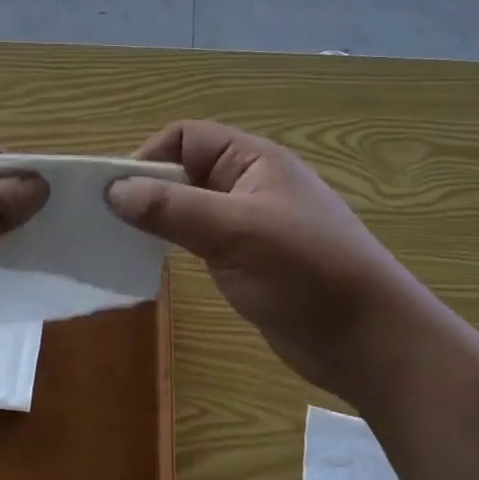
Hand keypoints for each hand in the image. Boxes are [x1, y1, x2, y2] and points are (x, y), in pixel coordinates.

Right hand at [105, 121, 418, 395]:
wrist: (369, 341)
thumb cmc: (305, 273)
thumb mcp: (234, 232)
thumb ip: (171, 208)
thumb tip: (112, 190)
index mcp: (253, 160)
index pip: (185, 138)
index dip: (148, 157)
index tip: (116, 194)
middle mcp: (249, 183)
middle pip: (184, 170)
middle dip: (147, 189)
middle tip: (109, 221)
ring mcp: (249, 223)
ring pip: (189, 206)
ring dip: (158, 219)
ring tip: (123, 242)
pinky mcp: (248, 259)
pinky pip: (200, 239)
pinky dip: (174, 244)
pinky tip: (154, 263)